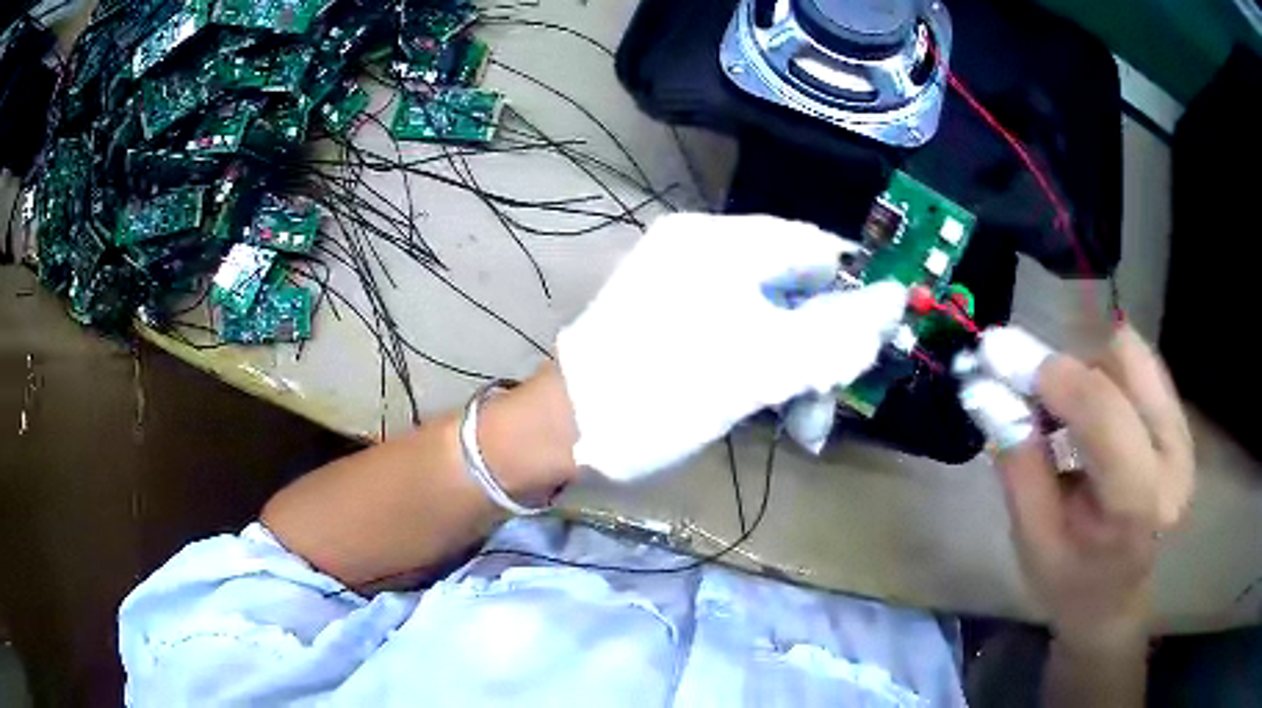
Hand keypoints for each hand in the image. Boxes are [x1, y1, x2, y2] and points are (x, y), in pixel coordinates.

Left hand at [557, 213, 907, 480]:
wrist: (566, 429)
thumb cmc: (662, 392)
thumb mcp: (761, 366)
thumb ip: (835, 333)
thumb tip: (895, 300)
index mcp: (720, 242)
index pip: (815, 246)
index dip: (855, 292)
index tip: (874, 345)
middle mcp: (702, 248)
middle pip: (795, 283)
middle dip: (824, 342)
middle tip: (833, 397)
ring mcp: (684, 282)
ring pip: (770, 312)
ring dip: (797, 363)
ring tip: (806, 421)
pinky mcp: (674, 315)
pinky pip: (740, 327)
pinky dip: (765, 363)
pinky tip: (776, 406)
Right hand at [969, 326, 1194, 650]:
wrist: (1117, 603)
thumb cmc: (1071, 585)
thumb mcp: (1033, 542)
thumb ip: (1018, 465)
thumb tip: (985, 389)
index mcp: (1139, 503)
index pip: (1102, 409)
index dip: (1050, 374)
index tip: (998, 357)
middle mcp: (1174, 456)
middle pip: (1125, 360)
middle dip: (1073, 367)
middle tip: (1037, 399)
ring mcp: (1184, 434)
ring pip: (1133, 354)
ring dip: (1089, 368)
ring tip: (1066, 414)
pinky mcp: (1182, 423)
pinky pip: (1141, 367)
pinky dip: (1106, 375)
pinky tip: (1091, 416)